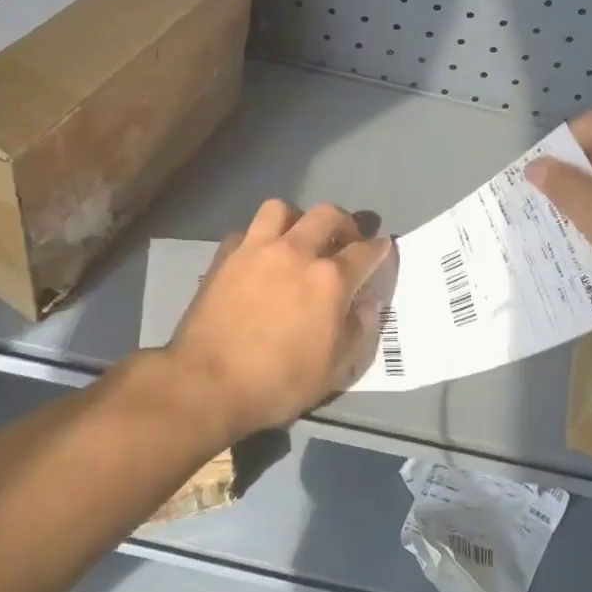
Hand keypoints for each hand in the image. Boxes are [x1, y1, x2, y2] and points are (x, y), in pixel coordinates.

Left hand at [164, 200, 394, 442]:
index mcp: (329, 280)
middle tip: (345, 240)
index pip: (365, 252)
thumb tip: (367, 304)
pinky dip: (258, 238)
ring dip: (297, 218)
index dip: (379, 248)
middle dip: (344, 222)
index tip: (383, 247)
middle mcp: (296, 252)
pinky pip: (246, 231)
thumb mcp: (334, 369)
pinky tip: (259, 257)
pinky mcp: (225, 256)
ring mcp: (256, 249)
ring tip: (298, 237)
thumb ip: (357, 331)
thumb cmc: (279, 382)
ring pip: (281, 209)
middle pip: (327, 215)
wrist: (208, 382)